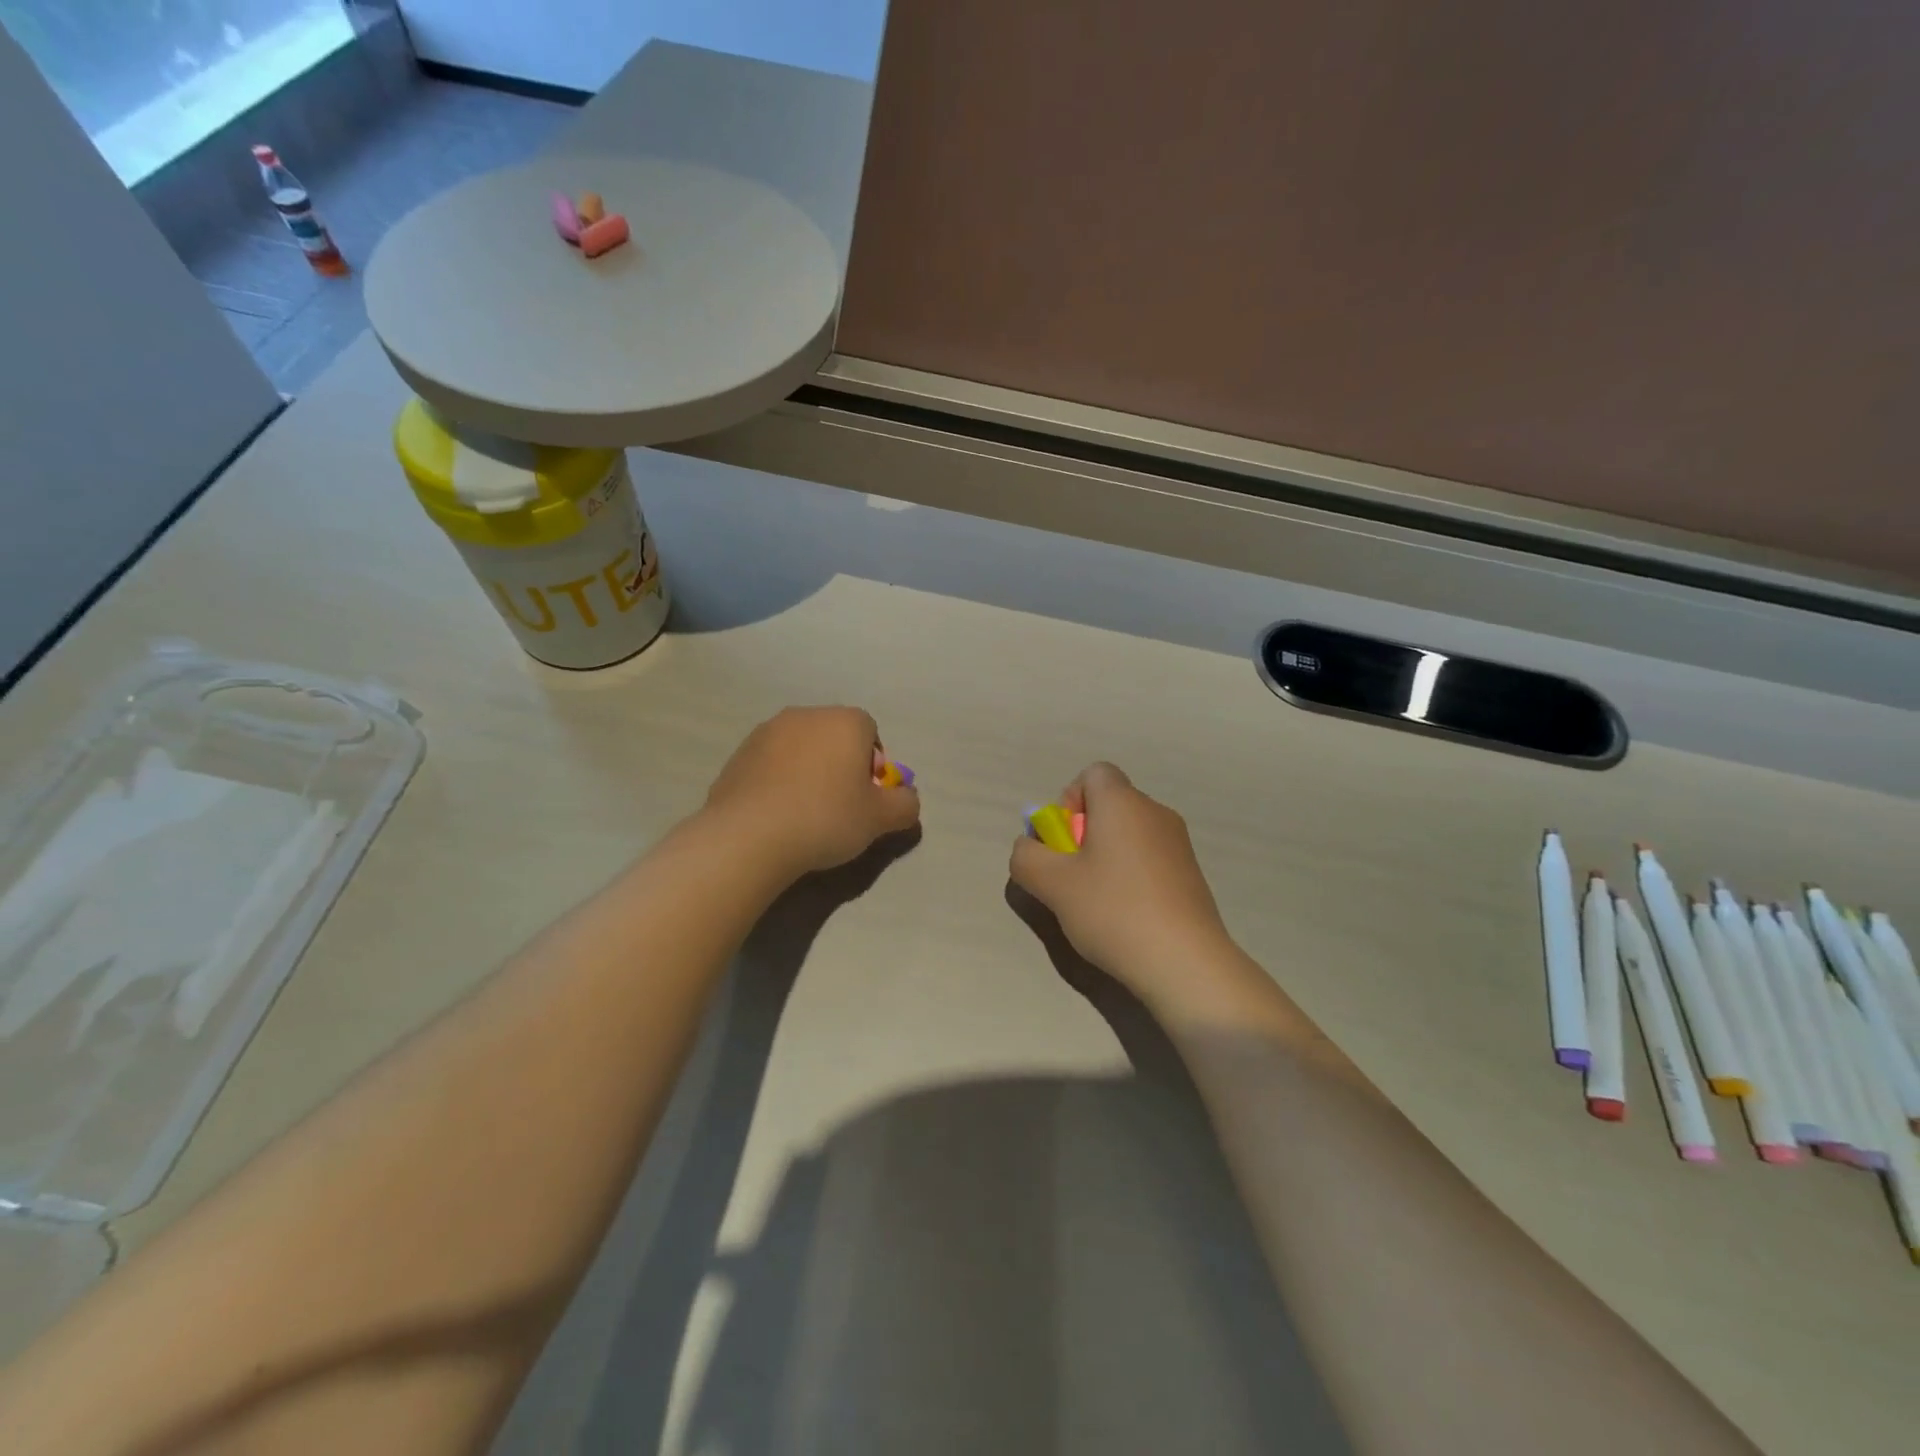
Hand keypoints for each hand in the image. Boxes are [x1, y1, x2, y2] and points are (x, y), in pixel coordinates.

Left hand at [705, 707, 919, 877]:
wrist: (749, 835)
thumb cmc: (826, 818)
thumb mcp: (880, 819)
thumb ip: (905, 805)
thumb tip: (907, 798)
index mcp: (845, 721)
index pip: (870, 732)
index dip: (873, 766)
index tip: (866, 798)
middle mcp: (806, 715)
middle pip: (834, 737)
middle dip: (840, 766)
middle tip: (839, 807)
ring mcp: (767, 731)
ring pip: (801, 750)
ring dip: (808, 772)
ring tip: (803, 814)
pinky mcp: (738, 754)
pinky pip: (771, 765)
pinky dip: (778, 782)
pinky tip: (776, 815)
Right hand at [1008, 763, 1237, 1009]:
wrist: (1185, 962)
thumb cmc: (1113, 910)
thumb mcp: (1052, 884)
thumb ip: (1027, 857)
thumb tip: (1029, 848)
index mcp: (1122, 802)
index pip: (1094, 773)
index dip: (1069, 800)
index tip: (1064, 841)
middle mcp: (1154, 812)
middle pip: (1109, 805)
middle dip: (1082, 834)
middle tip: (1072, 877)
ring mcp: (1178, 843)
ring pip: (1128, 835)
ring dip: (1105, 858)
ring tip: (1096, 903)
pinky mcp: (1191, 874)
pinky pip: (1149, 859)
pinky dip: (1130, 876)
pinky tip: (1126, 916)